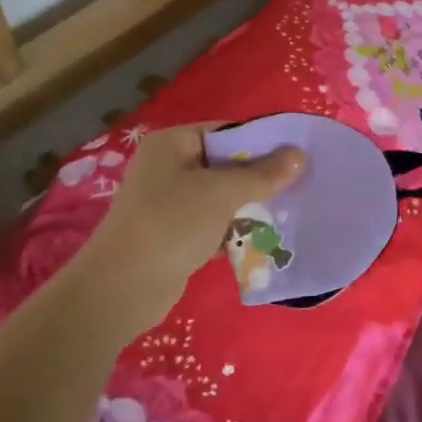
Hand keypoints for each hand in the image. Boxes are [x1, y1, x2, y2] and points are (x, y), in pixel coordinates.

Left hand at [75, 125, 304, 334]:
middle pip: (226, 163)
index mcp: (173, 143)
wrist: (121, 290)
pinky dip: (233, 229)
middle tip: (298, 185)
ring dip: (249, 205)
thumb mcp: (222, 193)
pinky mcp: (174, 234)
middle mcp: (168, 166)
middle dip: (259, 177)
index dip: (262, 141)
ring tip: (287, 212)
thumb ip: (263, 174)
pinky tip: (262, 239)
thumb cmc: (171, 224)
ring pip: (221, 195)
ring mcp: (169, 201)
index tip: (297, 155)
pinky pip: (213, 222)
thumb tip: (300, 154)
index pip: (227, 131)